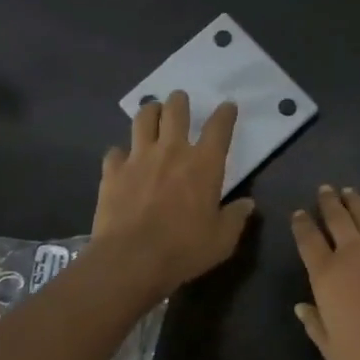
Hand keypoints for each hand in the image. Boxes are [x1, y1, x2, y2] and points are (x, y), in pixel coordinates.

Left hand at [92, 92, 255, 299]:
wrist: (130, 259)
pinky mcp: (112, 171)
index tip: (228, 106)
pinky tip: (122, 158)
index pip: (219, 127)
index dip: (225, 113)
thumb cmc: (184, 249)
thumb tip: (248, 205)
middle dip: (180, 101)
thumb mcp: (222, 240)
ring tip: (152, 112)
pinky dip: (121, 152)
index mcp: (204, 164)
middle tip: (180, 99)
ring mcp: (138, 158)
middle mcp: (172, 151)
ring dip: (150, 112)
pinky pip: (115, 152)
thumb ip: (236, 218)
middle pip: (176, 111)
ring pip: (143, 119)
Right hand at [291, 185, 359, 359]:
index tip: (299, 213)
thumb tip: (302, 307)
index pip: (309, 240)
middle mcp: (353, 253)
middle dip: (329, 202)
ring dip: (355, 202)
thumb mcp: (331, 347)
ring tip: (349, 192)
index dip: (302, 224)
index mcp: (327, 274)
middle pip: (338, 218)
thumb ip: (314, 324)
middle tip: (325, 189)